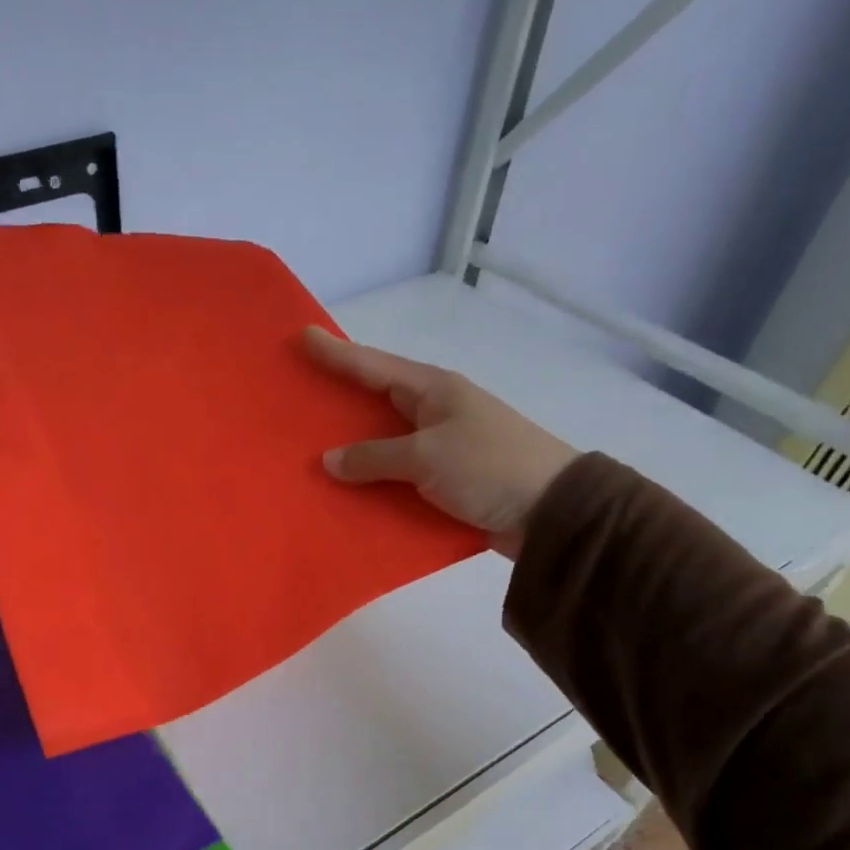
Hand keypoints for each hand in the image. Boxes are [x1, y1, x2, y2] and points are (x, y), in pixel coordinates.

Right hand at [304, 326, 576, 557]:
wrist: (552, 512)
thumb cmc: (489, 467)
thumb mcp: (426, 457)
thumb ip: (374, 456)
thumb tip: (330, 460)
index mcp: (433, 390)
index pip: (373, 366)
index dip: (337, 353)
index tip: (303, 336)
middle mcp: (435, 412)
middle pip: (376, 401)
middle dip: (339, 399)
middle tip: (298, 396)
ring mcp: (442, 447)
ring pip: (385, 442)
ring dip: (353, 449)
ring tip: (310, 450)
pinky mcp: (446, 481)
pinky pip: (398, 476)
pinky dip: (375, 482)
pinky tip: (347, 493)